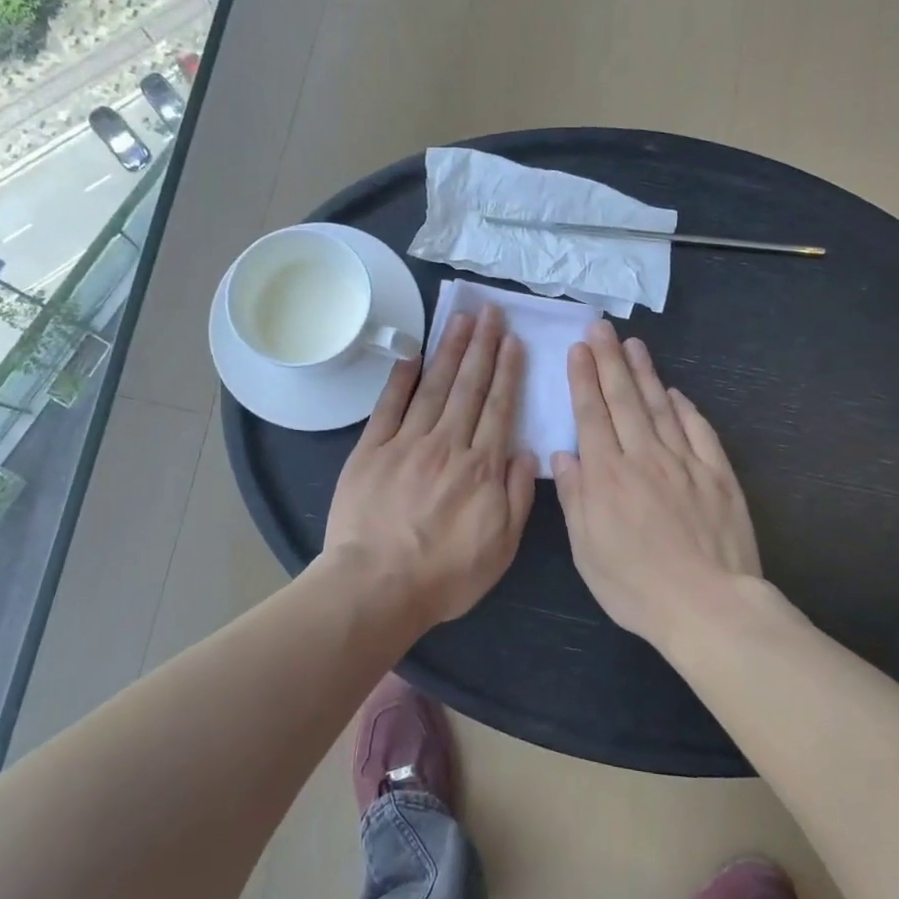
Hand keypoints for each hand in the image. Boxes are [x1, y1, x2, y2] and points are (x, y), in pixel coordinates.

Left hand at [326, 305, 539, 625]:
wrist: (377, 586)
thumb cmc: (445, 575)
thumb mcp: (501, 548)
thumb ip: (518, 497)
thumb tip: (526, 452)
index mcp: (481, 468)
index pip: (499, 408)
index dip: (507, 371)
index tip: (513, 340)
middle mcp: (447, 445)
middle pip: (469, 387)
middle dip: (482, 346)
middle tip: (489, 311)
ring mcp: (407, 443)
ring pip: (434, 387)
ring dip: (449, 351)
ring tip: (460, 319)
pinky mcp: (372, 449)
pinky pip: (389, 406)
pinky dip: (401, 378)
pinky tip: (413, 353)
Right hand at [553, 319, 761, 647]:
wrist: (708, 604)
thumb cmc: (636, 586)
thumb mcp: (587, 551)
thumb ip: (575, 498)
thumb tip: (564, 454)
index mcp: (607, 476)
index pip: (592, 415)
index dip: (584, 379)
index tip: (578, 349)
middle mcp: (644, 457)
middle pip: (624, 399)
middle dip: (609, 360)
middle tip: (601, 328)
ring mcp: (685, 462)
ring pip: (660, 407)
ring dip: (645, 373)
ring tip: (633, 345)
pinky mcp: (718, 474)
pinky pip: (699, 431)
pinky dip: (685, 408)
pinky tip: (675, 393)